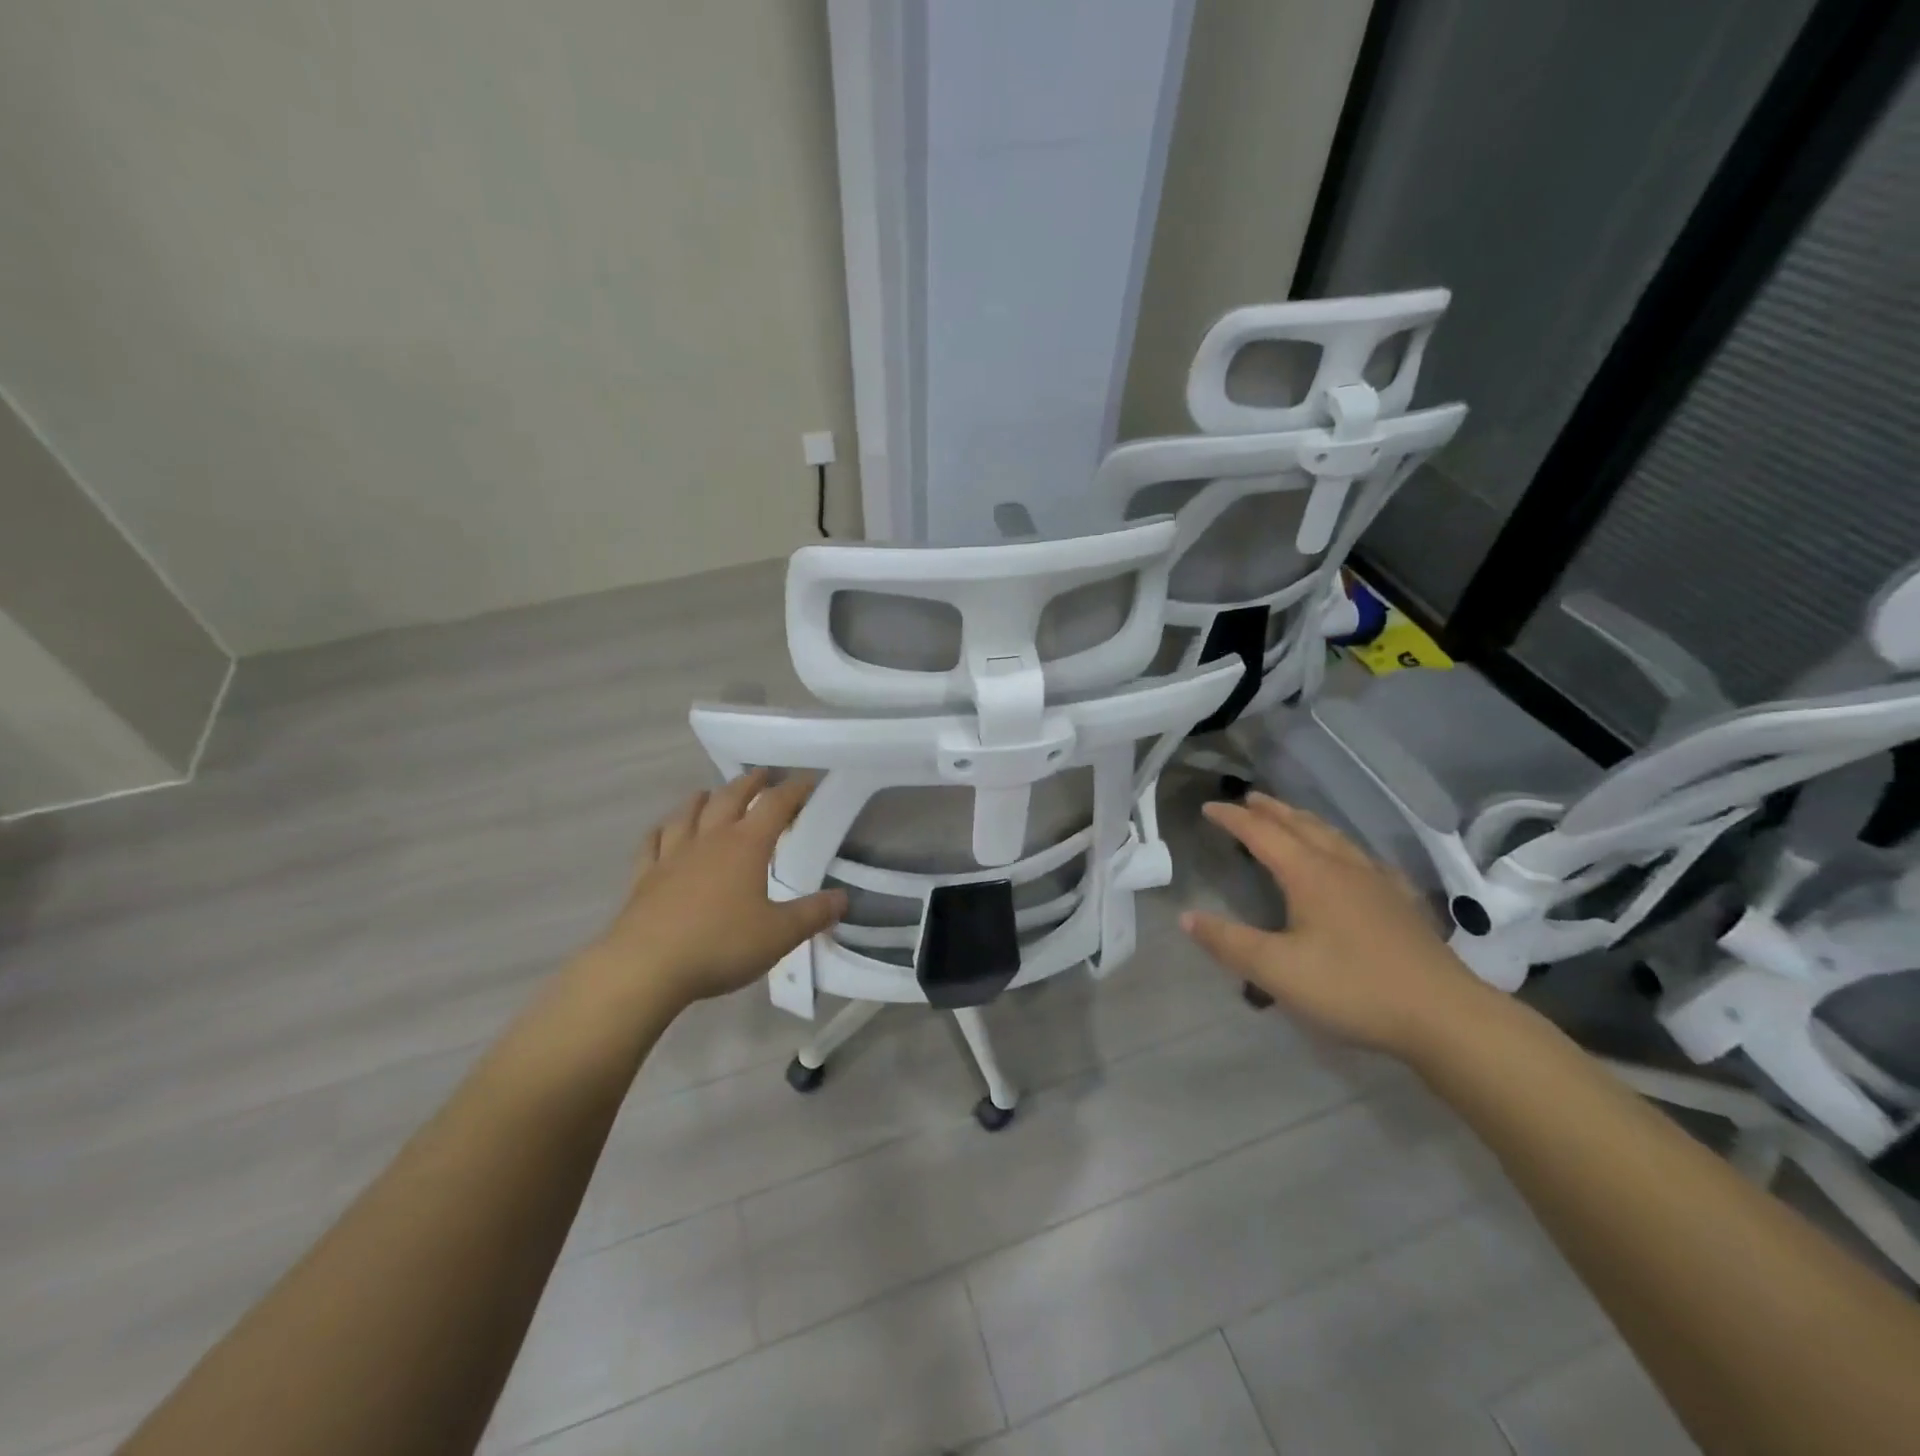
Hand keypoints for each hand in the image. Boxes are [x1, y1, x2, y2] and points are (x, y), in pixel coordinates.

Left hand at [585, 769, 846, 1013]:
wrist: (646, 967)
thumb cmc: (720, 945)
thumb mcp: (779, 935)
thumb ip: (813, 914)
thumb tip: (843, 899)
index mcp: (746, 846)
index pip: (775, 806)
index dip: (794, 790)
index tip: (808, 781)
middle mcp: (709, 840)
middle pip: (730, 799)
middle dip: (749, 784)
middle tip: (762, 775)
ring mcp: (672, 856)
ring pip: (688, 814)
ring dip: (703, 799)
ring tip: (710, 793)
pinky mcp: (644, 877)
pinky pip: (652, 843)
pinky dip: (661, 830)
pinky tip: (663, 830)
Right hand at [1180, 793, 1496, 1060]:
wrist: (1444, 1015)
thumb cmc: (1352, 988)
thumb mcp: (1276, 971)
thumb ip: (1229, 942)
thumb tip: (1186, 916)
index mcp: (1309, 875)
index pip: (1262, 834)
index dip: (1233, 819)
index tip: (1209, 807)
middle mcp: (1342, 867)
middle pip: (1301, 826)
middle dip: (1271, 810)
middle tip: (1249, 798)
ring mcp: (1378, 882)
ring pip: (1335, 838)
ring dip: (1305, 822)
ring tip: (1291, 818)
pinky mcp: (1402, 903)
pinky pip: (1365, 859)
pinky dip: (1343, 848)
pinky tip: (1352, 861)